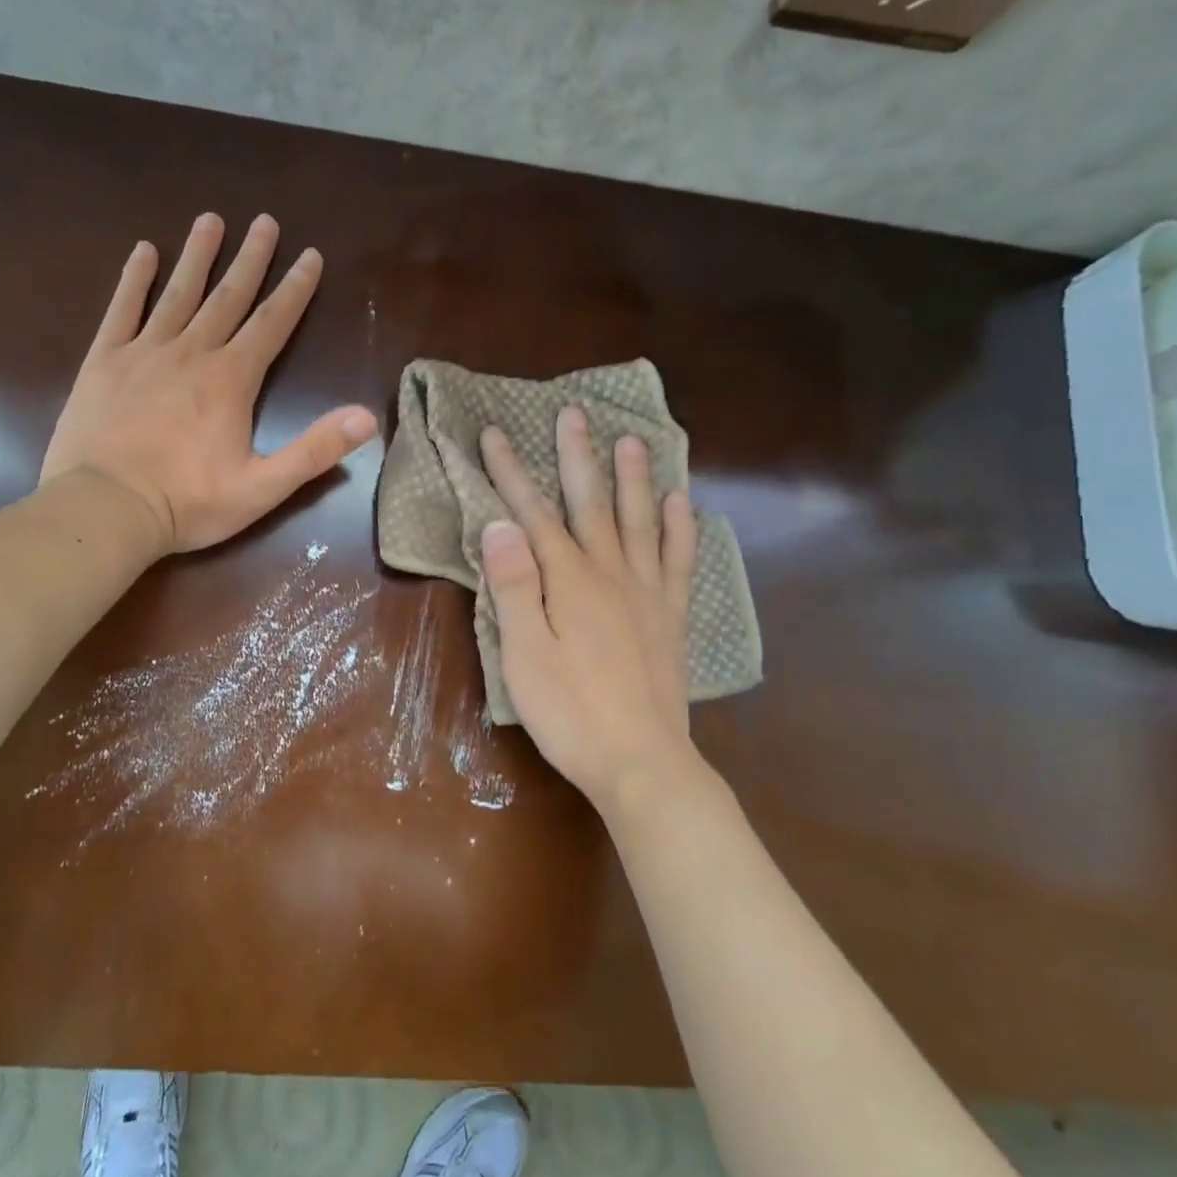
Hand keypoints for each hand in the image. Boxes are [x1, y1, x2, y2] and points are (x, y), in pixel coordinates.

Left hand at [40, 213, 378, 553]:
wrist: (105, 509)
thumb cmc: (187, 502)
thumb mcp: (263, 487)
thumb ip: (315, 450)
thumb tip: (367, 418)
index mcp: (231, 379)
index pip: (272, 323)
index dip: (295, 289)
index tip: (310, 256)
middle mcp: (191, 352)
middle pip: (229, 296)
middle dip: (251, 259)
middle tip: (265, 221)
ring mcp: (144, 352)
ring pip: (178, 292)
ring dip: (198, 255)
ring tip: (211, 220)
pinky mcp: (104, 361)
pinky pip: (122, 309)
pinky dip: (134, 278)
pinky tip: (144, 252)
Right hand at [478, 406, 702, 809]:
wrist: (641, 762)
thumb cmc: (569, 712)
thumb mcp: (523, 653)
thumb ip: (512, 586)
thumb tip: (499, 524)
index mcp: (567, 580)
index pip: (532, 513)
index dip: (510, 473)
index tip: (494, 434)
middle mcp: (610, 573)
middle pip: (590, 504)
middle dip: (577, 457)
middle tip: (575, 413)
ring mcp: (646, 593)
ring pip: (639, 521)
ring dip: (633, 478)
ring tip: (633, 440)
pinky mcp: (669, 617)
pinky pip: (677, 562)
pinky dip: (680, 529)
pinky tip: (681, 504)